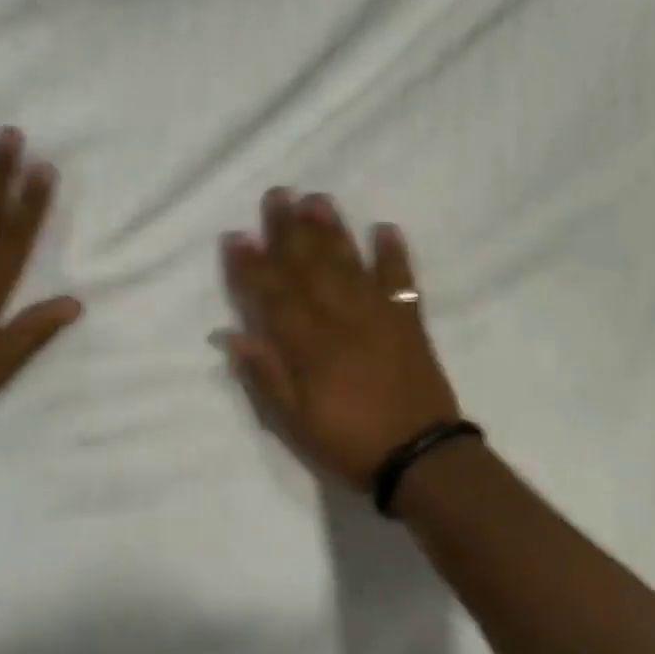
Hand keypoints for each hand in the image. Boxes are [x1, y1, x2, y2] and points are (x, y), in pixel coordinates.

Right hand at [220, 189, 460, 488]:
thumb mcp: (295, 422)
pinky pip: (401, 280)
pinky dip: (394, 254)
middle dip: (290, 229)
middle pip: (309, 265)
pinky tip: (386, 229)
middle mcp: (340, 317)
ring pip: (349, 263)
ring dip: (333, 230)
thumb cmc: (349, 442)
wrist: (421, 459)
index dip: (252, 265)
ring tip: (319, 200)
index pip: (273, 294)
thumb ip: (265, 375)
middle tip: (279, 194)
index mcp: (309, 343)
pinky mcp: (408, 321)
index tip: (238, 236)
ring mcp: (377, 314)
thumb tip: (233, 335)